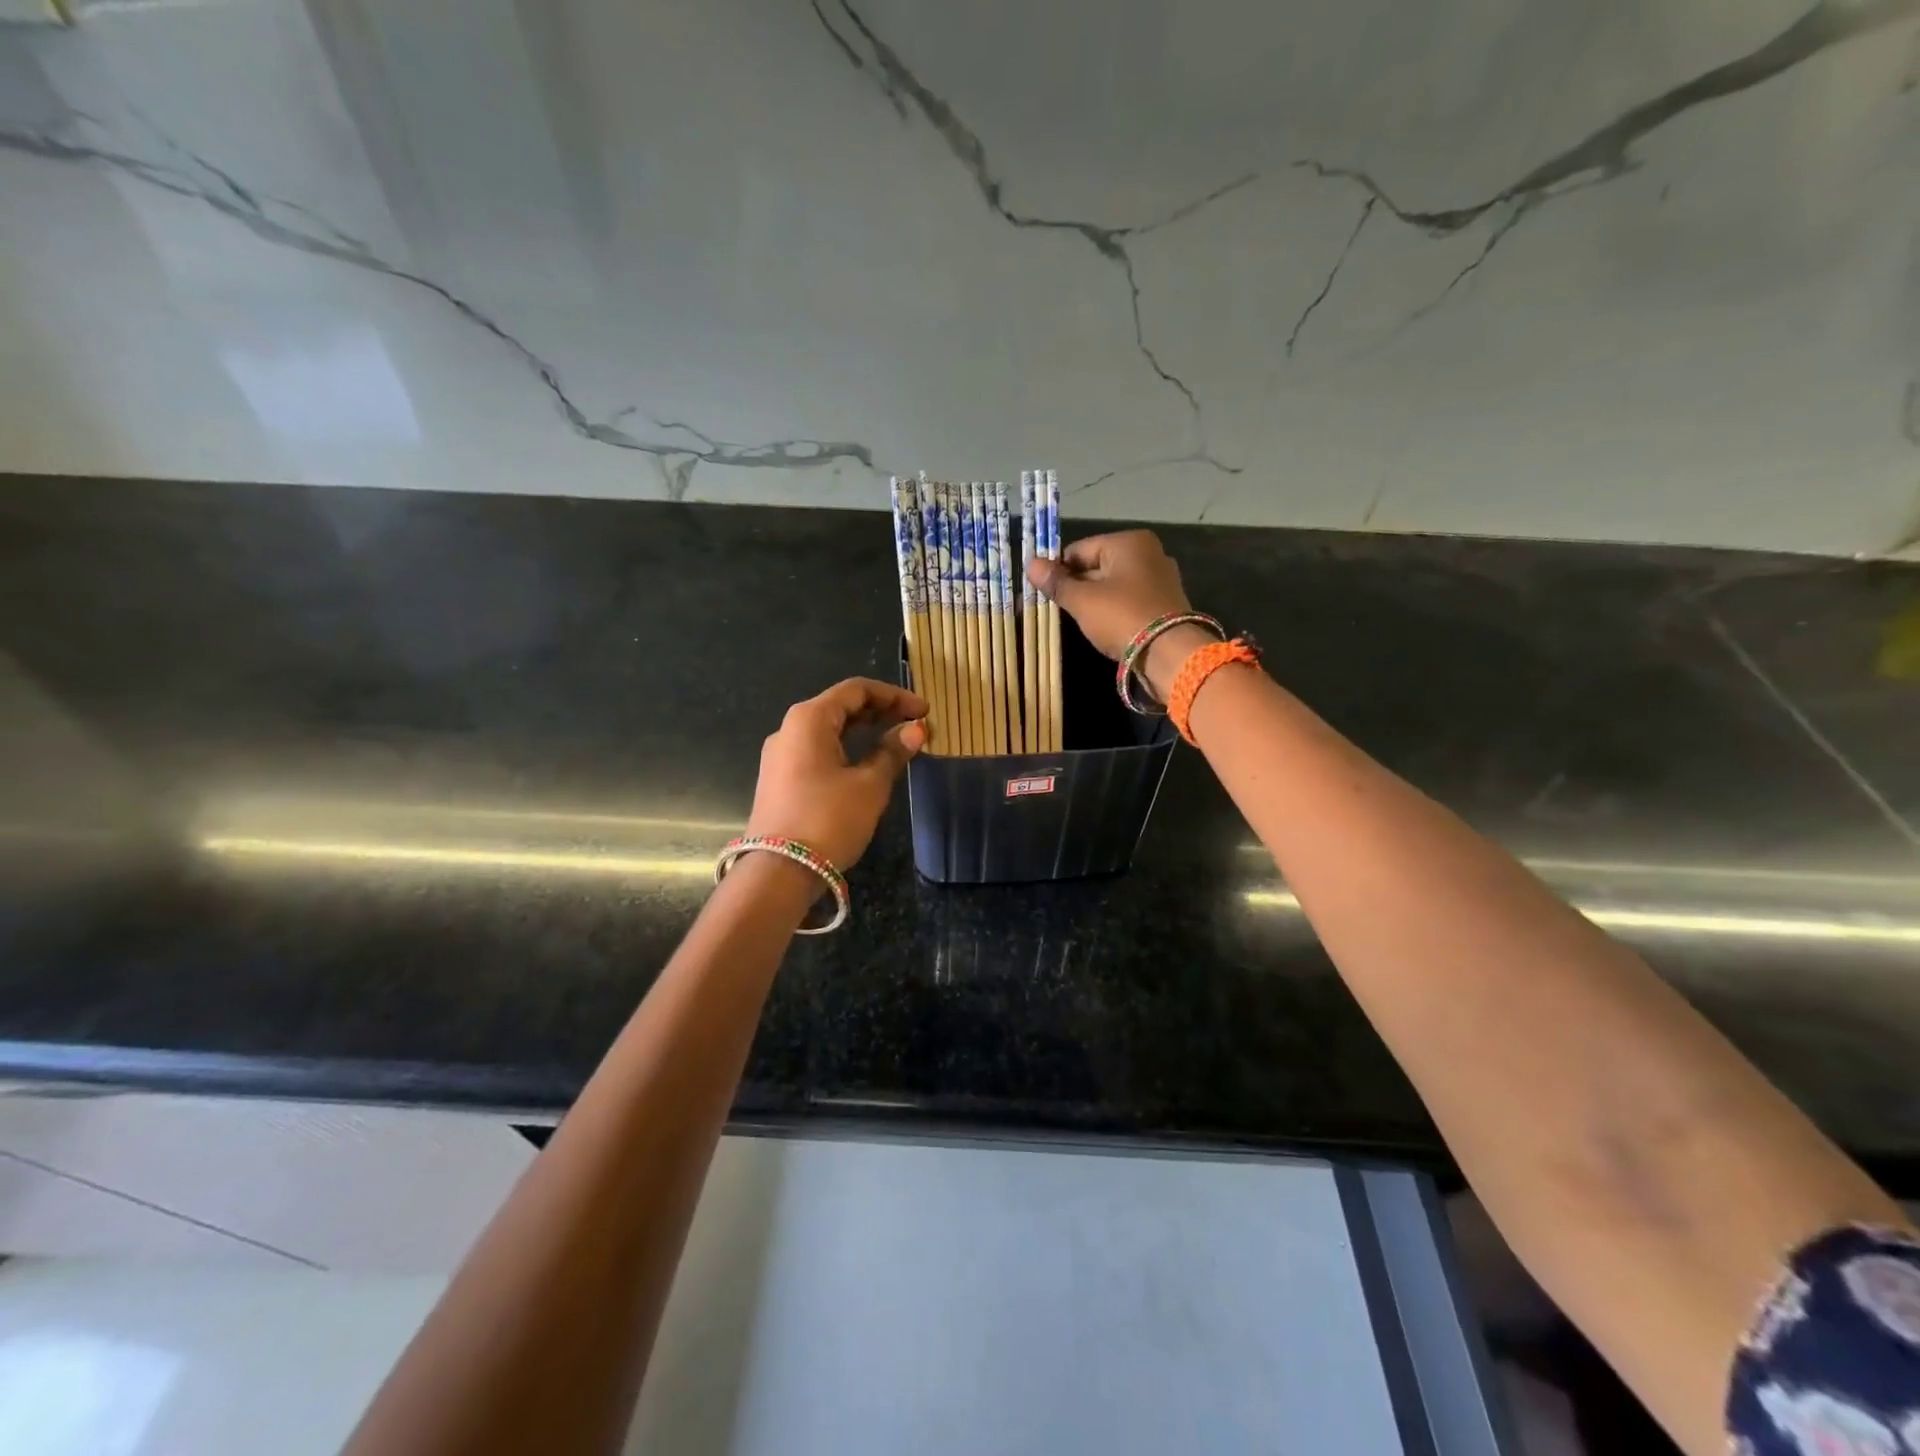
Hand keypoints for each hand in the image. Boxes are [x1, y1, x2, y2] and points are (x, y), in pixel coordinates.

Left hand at [745, 678, 926, 868]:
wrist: (778, 872)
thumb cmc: (828, 820)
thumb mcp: (869, 786)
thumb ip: (893, 752)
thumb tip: (916, 730)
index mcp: (809, 719)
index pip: (856, 690)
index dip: (894, 696)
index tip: (924, 711)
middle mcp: (790, 729)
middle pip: (840, 706)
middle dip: (880, 711)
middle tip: (915, 725)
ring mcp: (781, 756)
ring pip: (829, 729)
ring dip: (864, 731)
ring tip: (897, 741)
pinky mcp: (780, 779)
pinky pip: (818, 750)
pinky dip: (847, 748)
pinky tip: (867, 763)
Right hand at [1025, 529, 1192, 659]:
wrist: (1169, 653)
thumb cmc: (1122, 617)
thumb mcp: (1083, 600)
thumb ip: (1057, 582)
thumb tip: (1031, 564)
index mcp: (1129, 542)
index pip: (1079, 550)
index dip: (1057, 570)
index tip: (1042, 592)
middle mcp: (1148, 553)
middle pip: (1097, 566)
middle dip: (1076, 586)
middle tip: (1055, 609)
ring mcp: (1160, 578)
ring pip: (1112, 585)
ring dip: (1093, 600)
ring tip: (1076, 620)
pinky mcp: (1164, 602)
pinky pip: (1128, 599)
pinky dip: (1112, 609)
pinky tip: (1101, 626)